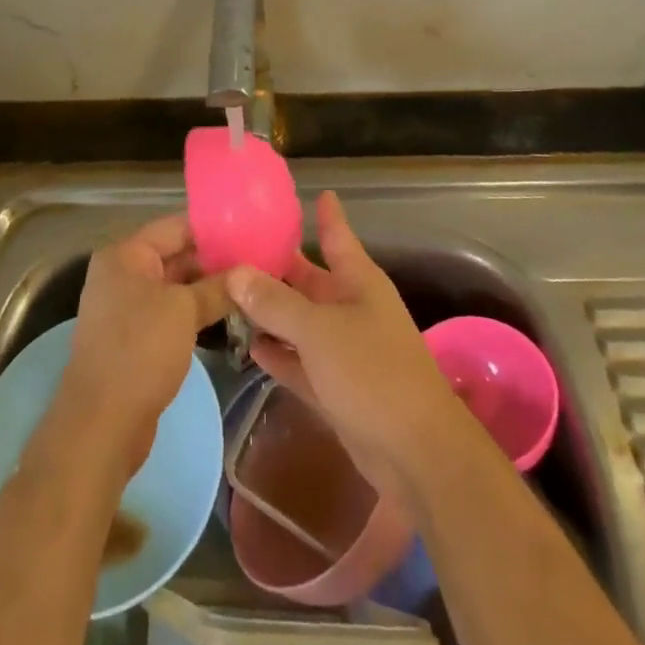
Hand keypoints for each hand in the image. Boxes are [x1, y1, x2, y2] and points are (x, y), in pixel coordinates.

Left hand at [59, 213, 230, 479]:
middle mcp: (122, 274)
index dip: (214, 227)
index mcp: (126, 255)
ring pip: (176, 286)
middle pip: (176, 255)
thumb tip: (248, 273)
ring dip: (209, 288)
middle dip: (215, 259)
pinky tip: (229, 315)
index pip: (176, 226)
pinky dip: (196, 312)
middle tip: (258, 262)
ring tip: (251, 287)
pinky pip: (171, 312)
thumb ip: (217, 287)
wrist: (102, 424)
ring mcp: (126, 307)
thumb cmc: (141, 351)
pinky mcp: (134, 338)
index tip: (251, 230)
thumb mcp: (185, 311)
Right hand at [225, 191, 462, 500]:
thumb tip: (237, 272)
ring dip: (270, 312)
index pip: (337, 236)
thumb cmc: (372, 372)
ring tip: (228, 295)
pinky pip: (300, 361)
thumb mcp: (319, 331)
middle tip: (232, 250)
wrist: (415, 453)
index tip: (315, 192)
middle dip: (276, 267)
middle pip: (308, 279)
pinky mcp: (336, 387)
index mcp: (357, 281)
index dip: (326, 214)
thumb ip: (275, 302)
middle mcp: (351, 308)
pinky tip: (250, 346)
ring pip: (300, 322)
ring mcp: (344, 349)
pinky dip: (279, 354)